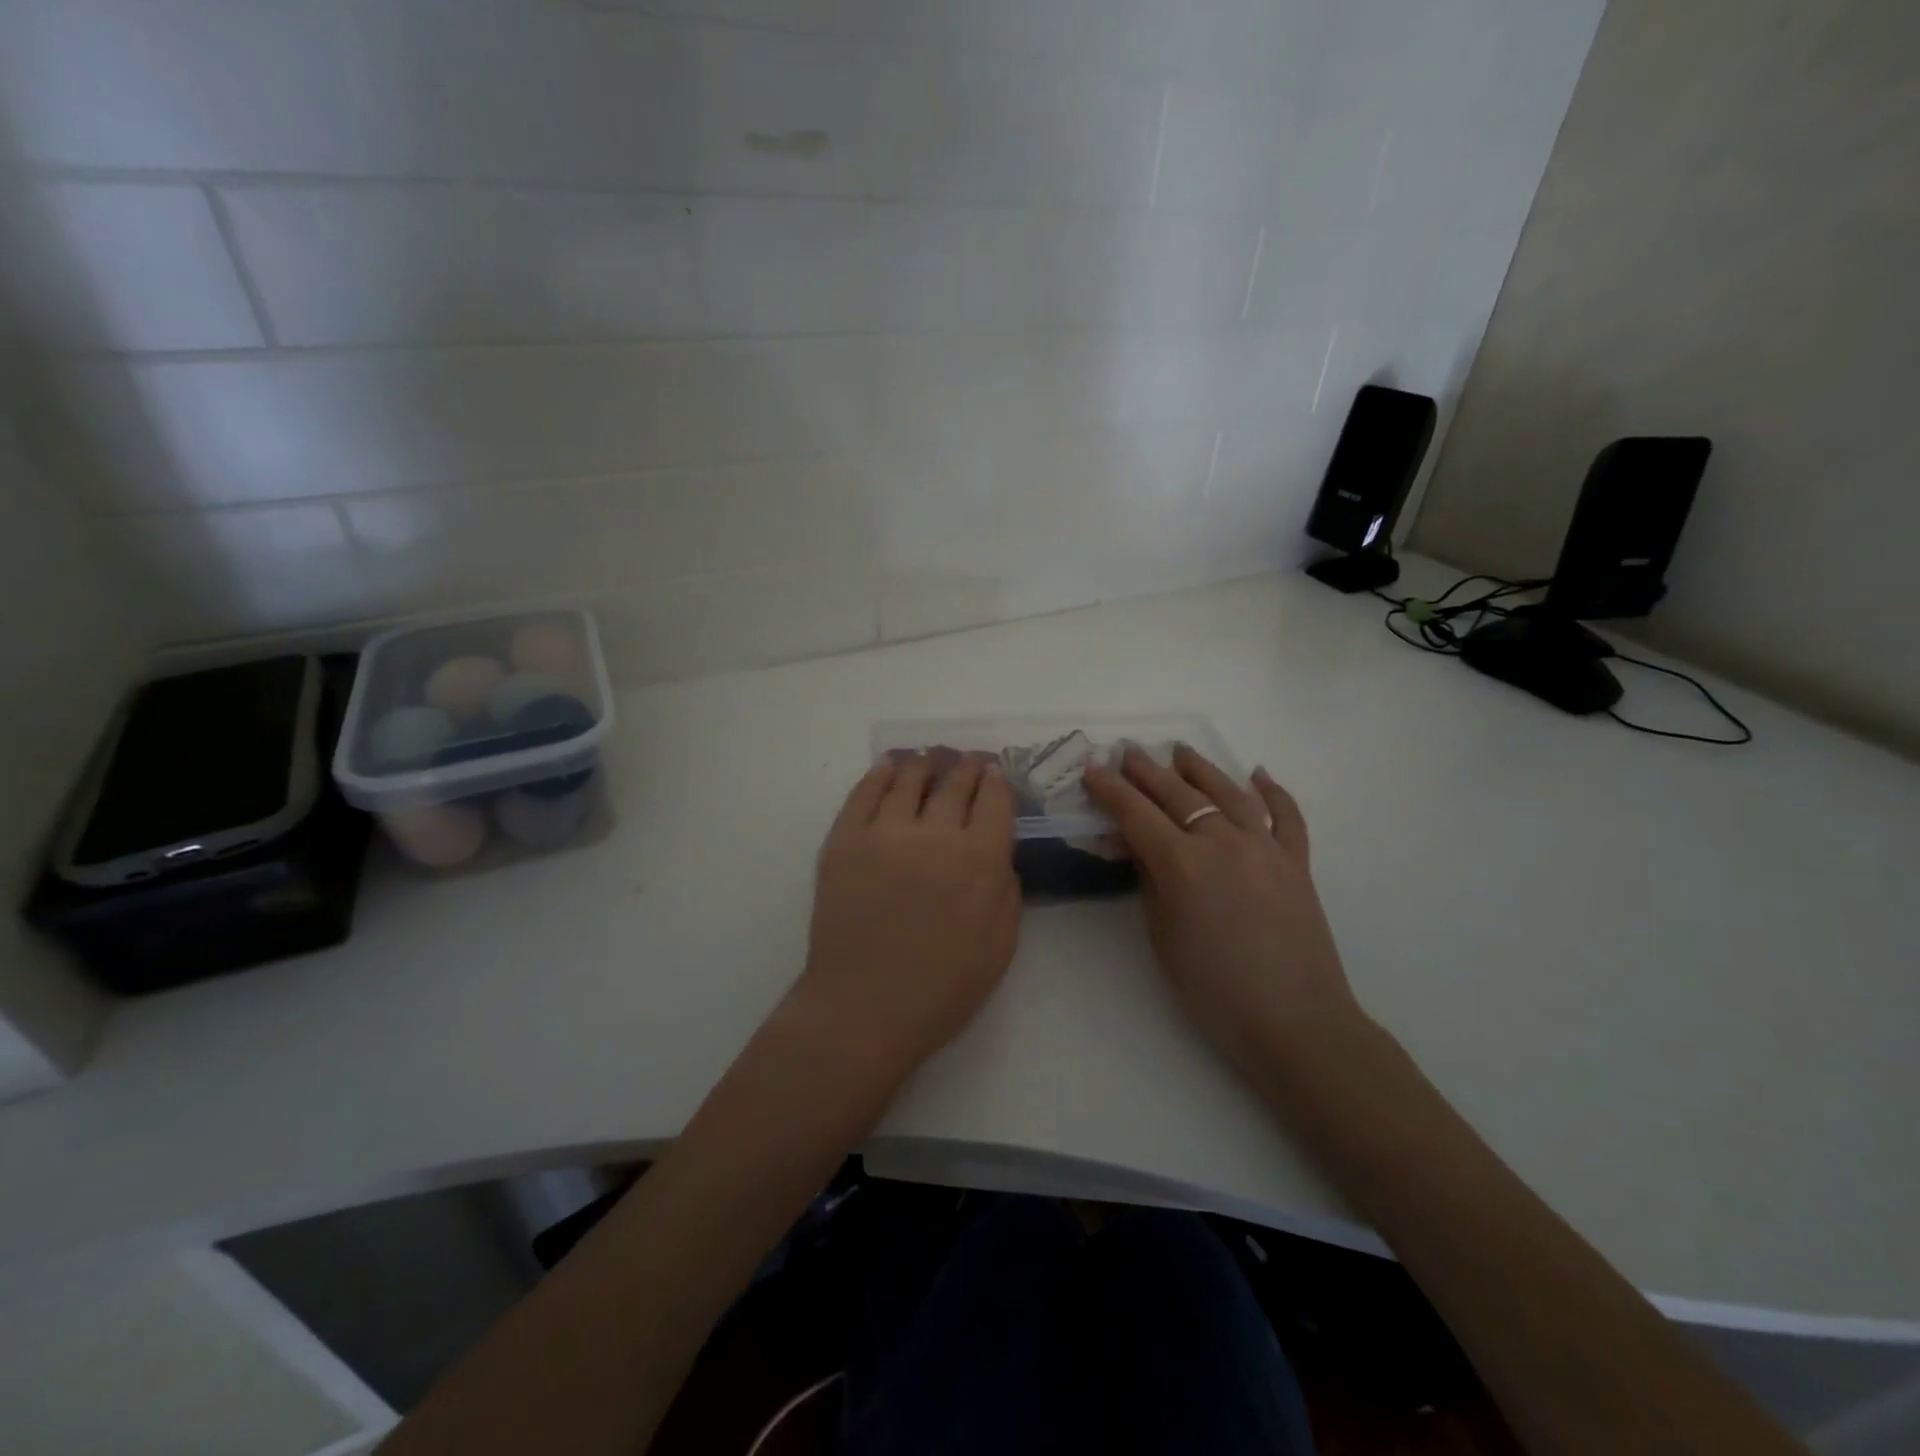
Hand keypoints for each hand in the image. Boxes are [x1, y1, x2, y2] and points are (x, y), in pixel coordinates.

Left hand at [791, 753, 1020, 1081]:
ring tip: (930, 757)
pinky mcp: (844, 841)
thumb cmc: (943, 988)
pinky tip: (889, 766)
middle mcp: (935, 834)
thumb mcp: (1001, 946)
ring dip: (925, 763)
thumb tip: (997, 853)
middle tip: (968, 759)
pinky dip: (880, 773)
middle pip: (954, 782)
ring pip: (909, 779)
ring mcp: (884, 833)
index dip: (997, 780)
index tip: (995, 772)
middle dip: (966, 765)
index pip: (994, 799)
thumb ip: (1007, 890)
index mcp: (979, 859)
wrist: (864, 1007)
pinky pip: (863, 793)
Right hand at [1082, 746, 1362, 1071]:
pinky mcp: (1297, 863)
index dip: (1110, 790)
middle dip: (1147, 771)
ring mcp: (1265, 848)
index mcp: (1182, 864)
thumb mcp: (1163, 936)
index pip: (1136, 814)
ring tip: (1181, 751)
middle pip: (1178, 795)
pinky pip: (1287, 817)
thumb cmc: (1213, 991)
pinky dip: (1274, 792)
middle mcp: (1222, 843)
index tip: (1092, 769)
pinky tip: (1260, 774)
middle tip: (1127, 753)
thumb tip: (1136, 845)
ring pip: (1229, 793)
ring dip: (1201, 769)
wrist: (1295, 1023)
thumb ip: (1149, 882)